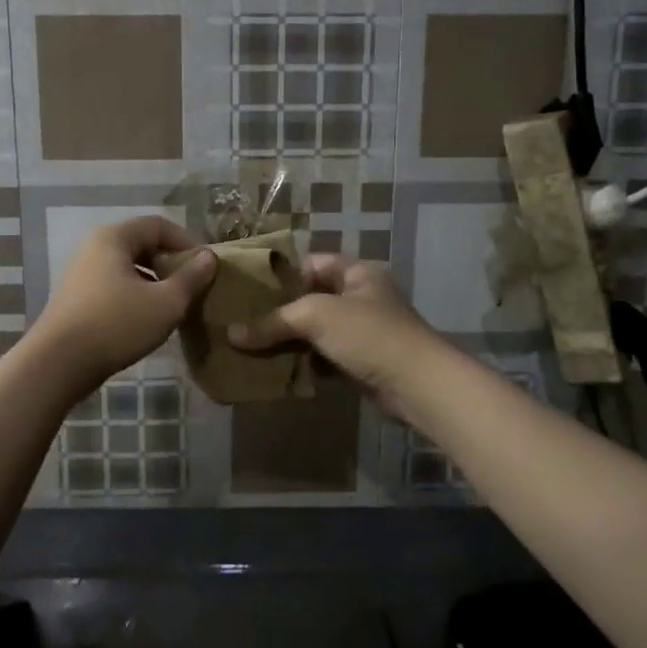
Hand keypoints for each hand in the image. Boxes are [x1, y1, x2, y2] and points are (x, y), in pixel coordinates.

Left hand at [33, 217, 216, 395]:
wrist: (58, 364)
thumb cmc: (116, 325)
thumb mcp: (166, 302)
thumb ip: (191, 278)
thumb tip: (209, 257)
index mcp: (114, 237)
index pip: (159, 225)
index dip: (187, 242)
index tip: (207, 267)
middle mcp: (94, 247)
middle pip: (142, 244)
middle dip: (171, 262)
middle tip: (194, 285)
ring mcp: (82, 273)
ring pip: (129, 267)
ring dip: (155, 281)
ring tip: (176, 304)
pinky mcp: (77, 298)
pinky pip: (115, 285)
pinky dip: (137, 294)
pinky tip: (149, 318)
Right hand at [228, 254, 444, 417]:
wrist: (416, 384)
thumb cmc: (368, 334)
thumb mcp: (315, 316)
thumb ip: (273, 321)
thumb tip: (231, 333)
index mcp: (356, 273)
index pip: (312, 263)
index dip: (283, 273)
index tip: (250, 288)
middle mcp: (360, 297)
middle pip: (311, 298)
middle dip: (280, 312)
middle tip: (243, 321)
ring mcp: (362, 331)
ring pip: (316, 331)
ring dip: (290, 340)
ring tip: (252, 346)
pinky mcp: (360, 361)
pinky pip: (324, 356)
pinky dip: (304, 363)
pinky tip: (278, 370)